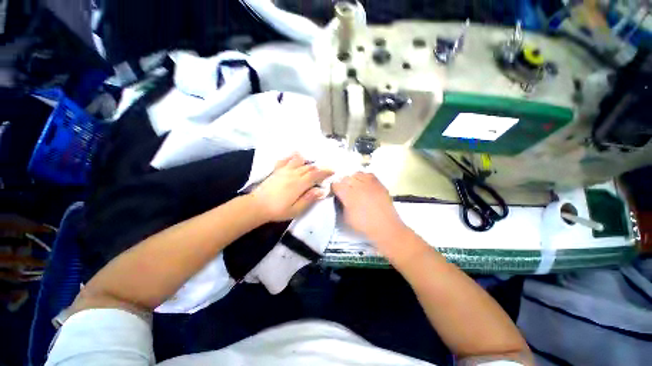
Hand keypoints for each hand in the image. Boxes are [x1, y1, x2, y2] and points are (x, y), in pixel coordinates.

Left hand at [251, 153, 333, 221]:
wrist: (257, 206)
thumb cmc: (278, 210)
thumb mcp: (296, 210)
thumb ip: (308, 199)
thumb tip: (321, 190)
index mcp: (299, 184)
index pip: (315, 175)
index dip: (325, 172)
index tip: (332, 171)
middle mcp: (293, 174)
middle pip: (309, 168)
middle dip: (319, 168)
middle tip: (325, 171)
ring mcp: (284, 171)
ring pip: (299, 162)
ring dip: (308, 162)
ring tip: (313, 164)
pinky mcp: (277, 171)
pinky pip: (286, 160)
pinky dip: (292, 156)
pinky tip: (296, 154)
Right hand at [331, 173, 408, 251]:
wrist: (385, 227)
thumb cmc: (364, 225)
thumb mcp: (346, 218)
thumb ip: (342, 205)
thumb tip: (341, 198)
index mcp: (348, 195)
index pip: (336, 184)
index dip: (334, 188)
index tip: (335, 192)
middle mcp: (358, 186)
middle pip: (346, 178)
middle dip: (343, 183)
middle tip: (345, 190)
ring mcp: (369, 183)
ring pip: (357, 174)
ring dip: (353, 179)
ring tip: (354, 185)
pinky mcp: (379, 183)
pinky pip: (369, 174)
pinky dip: (365, 177)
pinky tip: (365, 184)